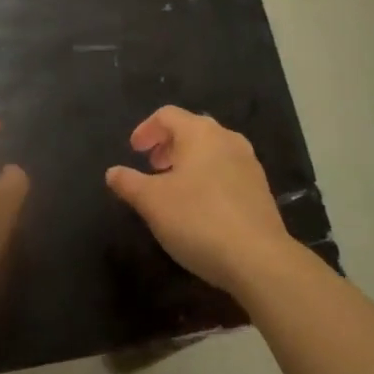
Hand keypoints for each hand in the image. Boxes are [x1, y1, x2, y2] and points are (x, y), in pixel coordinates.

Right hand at [105, 106, 297, 295]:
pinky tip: (199, 206)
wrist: (258, 258)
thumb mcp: (152, 202)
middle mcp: (227, 139)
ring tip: (173, 187)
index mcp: (200, 133)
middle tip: (151, 166)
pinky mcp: (260, 189)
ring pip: (211, 150)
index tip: (133, 151)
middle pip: (192, 129)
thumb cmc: (198, 219)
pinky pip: (226, 171)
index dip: (145, 129)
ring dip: (188, 161)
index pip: (167, 115)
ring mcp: (249, 163)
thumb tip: (113, 172)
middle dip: (167, 144)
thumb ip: (129, 183)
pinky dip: (207, 177)